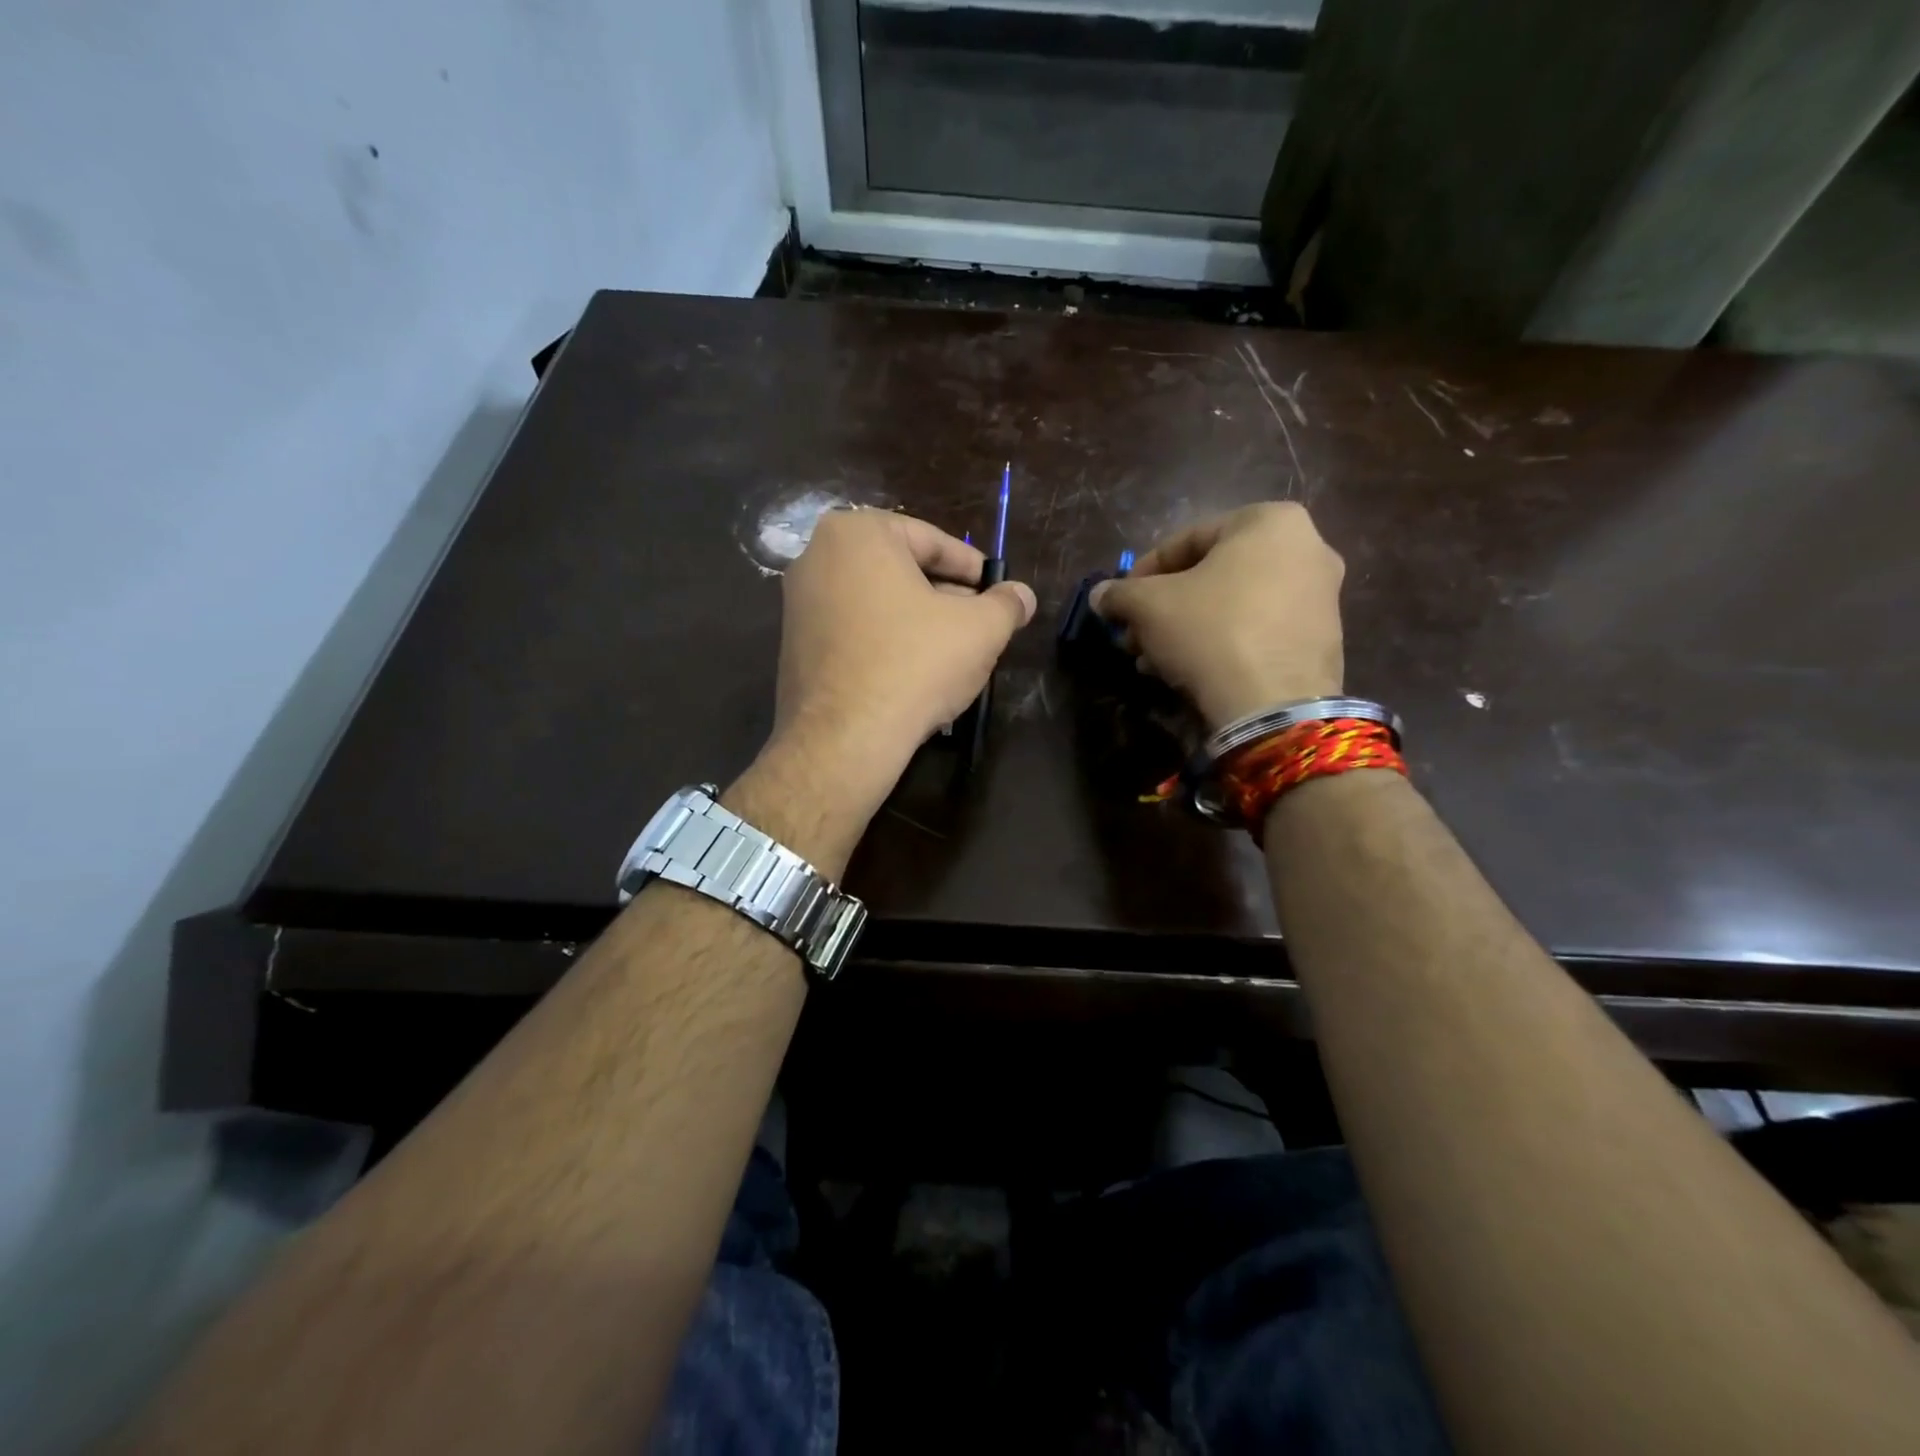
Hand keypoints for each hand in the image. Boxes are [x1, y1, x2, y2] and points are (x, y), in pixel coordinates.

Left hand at [765, 508, 1036, 812]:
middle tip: (978, 623)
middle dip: (944, 596)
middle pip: (901, 570)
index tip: (996, 592)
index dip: (973, 569)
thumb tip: (1023, 595)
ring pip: (876, 602)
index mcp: (858, 533)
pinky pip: (852, 630)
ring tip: (951, 652)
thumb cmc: (915, 664)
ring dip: (916, 620)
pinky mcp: (793, 645)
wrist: (845, 738)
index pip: (931, 540)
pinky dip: (884, 642)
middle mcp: (817, 556)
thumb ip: (1006, 604)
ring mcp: (798, 603)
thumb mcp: (980, 629)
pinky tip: (912, 673)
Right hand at [1091, 502, 1343, 729]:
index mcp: (1270, 522)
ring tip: (1153, 660)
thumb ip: (1120, 593)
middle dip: (1165, 607)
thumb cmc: (1210, 632)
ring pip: (1233, 605)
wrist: (1273, 704)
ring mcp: (1321, 597)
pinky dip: (1220, 643)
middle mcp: (1307, 548)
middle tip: (1135, 634)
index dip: (1143, 572)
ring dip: (1186, 628)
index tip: (1121, 601)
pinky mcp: (1322, 640)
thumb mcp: (1148, 606)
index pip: (1187, 539)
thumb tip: (1100, 595)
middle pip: (1212, 575)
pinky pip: (1257, 630)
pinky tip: (1186, 671)